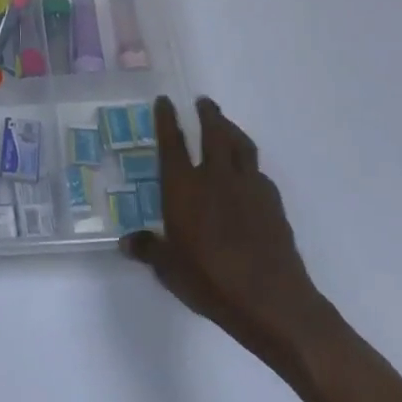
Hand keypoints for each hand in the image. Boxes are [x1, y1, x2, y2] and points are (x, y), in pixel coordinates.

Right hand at [121, 96, 341, 377]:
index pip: (172, 142)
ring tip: (226, 125)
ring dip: (232, 130)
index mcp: (184, 187)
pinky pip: (259, 173)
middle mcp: (215, 177)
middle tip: (203, 101)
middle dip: (207, 114)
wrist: (272, 301)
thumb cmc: (210, 281)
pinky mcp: (273, 203)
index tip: (164, 101)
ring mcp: (249, 187)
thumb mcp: (169, 269)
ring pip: (241, 145)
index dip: (166, 119)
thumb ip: (149, 250)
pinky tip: (248, 175)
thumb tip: (127, 242)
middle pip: (213, 132)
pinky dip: (250, 165)